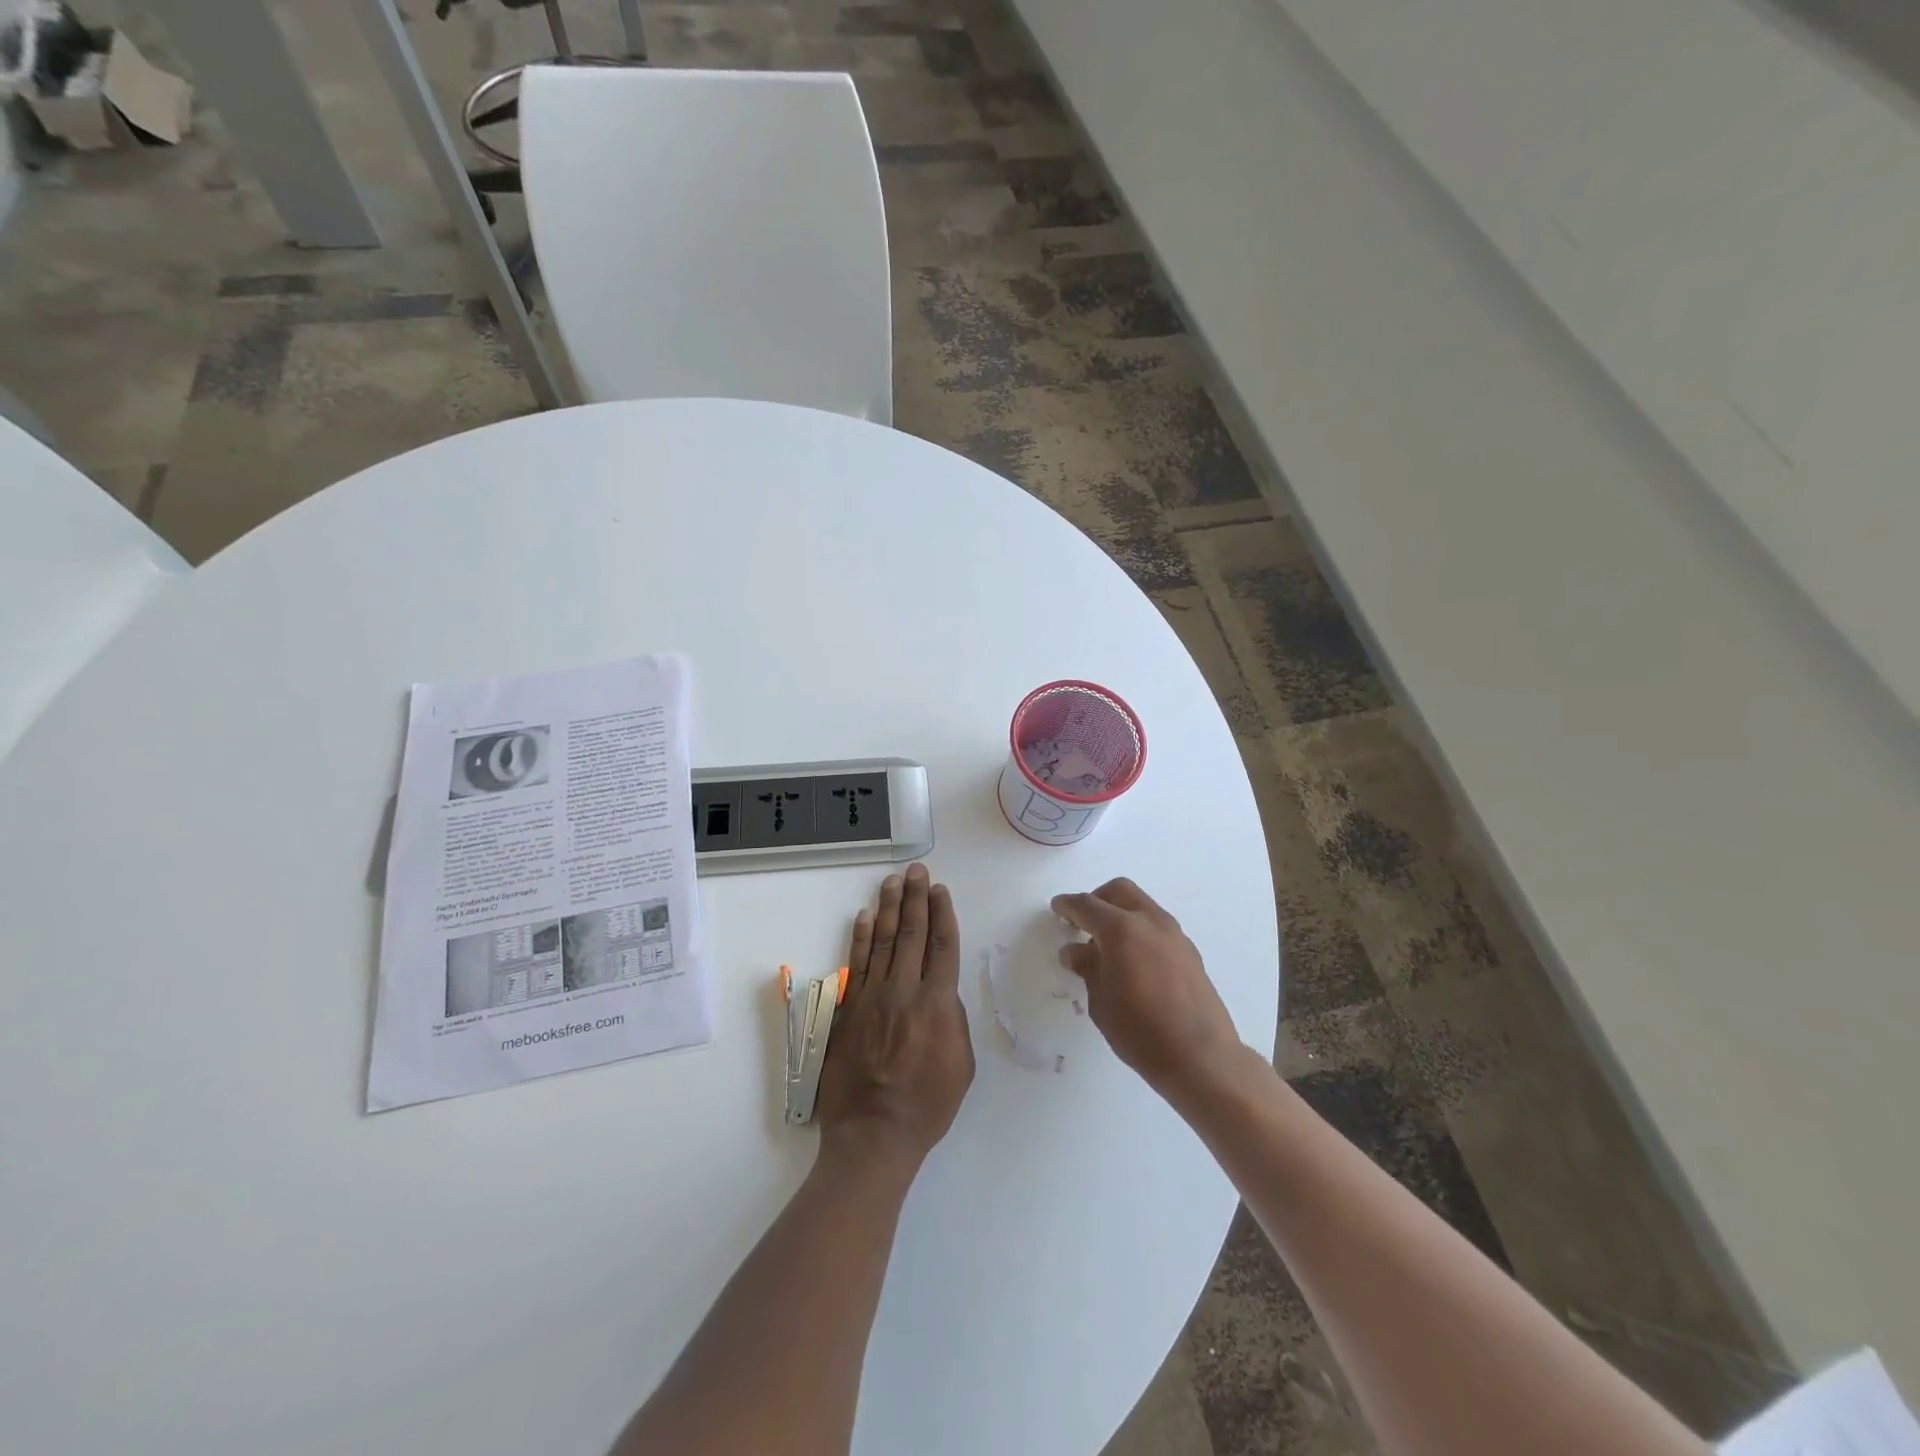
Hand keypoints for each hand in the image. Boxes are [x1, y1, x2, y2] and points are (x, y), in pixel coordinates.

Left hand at [815, 863, 974, 1166]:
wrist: (874, 1134)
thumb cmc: (927, 1105)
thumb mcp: (961, 1065)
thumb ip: (953, 1019)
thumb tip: (941, 992)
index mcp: (937, 1005)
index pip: (942, 947)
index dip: (942, 915)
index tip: (940, 890)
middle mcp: (904, 991)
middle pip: (912, 934)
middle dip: (916, 899)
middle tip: (917, 871)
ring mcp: (872, 997)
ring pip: (884, 942)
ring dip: (890, 908)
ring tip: (894, 881)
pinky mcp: (849, 1009)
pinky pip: (856, 964)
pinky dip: (861, 938)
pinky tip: (866, 916)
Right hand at [1052, 878, 1241, 1099]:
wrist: (1200, 1057)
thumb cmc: (1140, 1030)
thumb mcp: (1101, 1001)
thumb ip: (1088, 967)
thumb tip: (1074, 950)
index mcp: (1122, 929)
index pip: (1087, 905)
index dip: (1068, 905)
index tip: (1057, 907)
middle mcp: (1150, 921)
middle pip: (1119, 891)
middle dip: (1097, 899)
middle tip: (1083, 923)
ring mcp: (1175, 935)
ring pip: (1142, 906)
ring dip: (1121, 914)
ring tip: (1107, 948)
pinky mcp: (1190, 952)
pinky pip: (1157, 927)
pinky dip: (1140, 931)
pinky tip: (1133, 962)